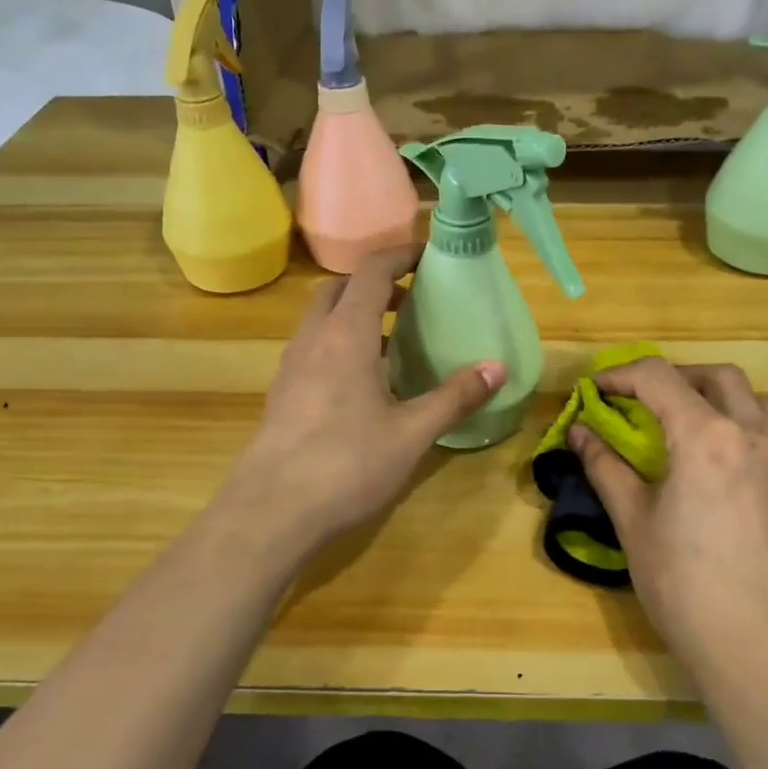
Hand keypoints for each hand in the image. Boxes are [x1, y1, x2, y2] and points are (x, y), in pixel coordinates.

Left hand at [228, 245, 506, 549]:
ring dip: (355, 315)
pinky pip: (313, 350)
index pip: (370, 272)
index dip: (399, 255)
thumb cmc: (346, 465)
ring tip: (393, 341)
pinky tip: (362, 385)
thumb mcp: (411, 433)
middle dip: (375, 284)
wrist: (269, 513)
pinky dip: (339, 345)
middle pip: (340, 289)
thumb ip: (454, 397)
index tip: (428, 255)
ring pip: (322, 320)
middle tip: (412, 299)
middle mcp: (313, 340)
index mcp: (345, 335)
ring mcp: (291, 368)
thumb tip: (497, 367)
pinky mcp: (282, 395)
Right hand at [569, 359, 767, 691]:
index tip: (594, 390)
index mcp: (706, 437)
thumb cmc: (686, 587)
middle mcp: (752, 434)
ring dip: (710, 397)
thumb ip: (607, 468)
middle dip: (673, 377)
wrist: (765, 652)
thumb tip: (580, 433)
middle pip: (715, 376)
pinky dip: (735, 424)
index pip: (659, 378)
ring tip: (678, 428)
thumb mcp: (635, 524)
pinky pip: (767, 431)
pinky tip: (712, 464)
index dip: (620, 375)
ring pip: (750, 399)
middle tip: (641, 402)